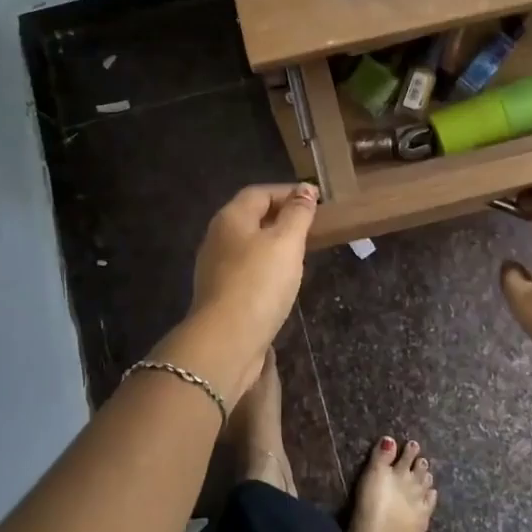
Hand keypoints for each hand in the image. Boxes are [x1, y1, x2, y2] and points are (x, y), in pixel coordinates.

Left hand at [184, 183, 319, 390]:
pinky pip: (247, 270)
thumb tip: (305, 190)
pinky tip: (282, 281)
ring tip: (302, 252)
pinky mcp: (220, 294)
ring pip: (248, 245)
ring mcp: (215, 268)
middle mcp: (217, 238)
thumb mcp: (286, 242)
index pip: (260, 193)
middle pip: (251, 217)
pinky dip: (267, 267)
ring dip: (274, 244)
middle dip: (281, 217)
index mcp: (231, 218)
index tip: (316, 201)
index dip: (288, 192)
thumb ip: (298, 214)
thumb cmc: (259, 283)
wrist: (226, 341)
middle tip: (312, 226)